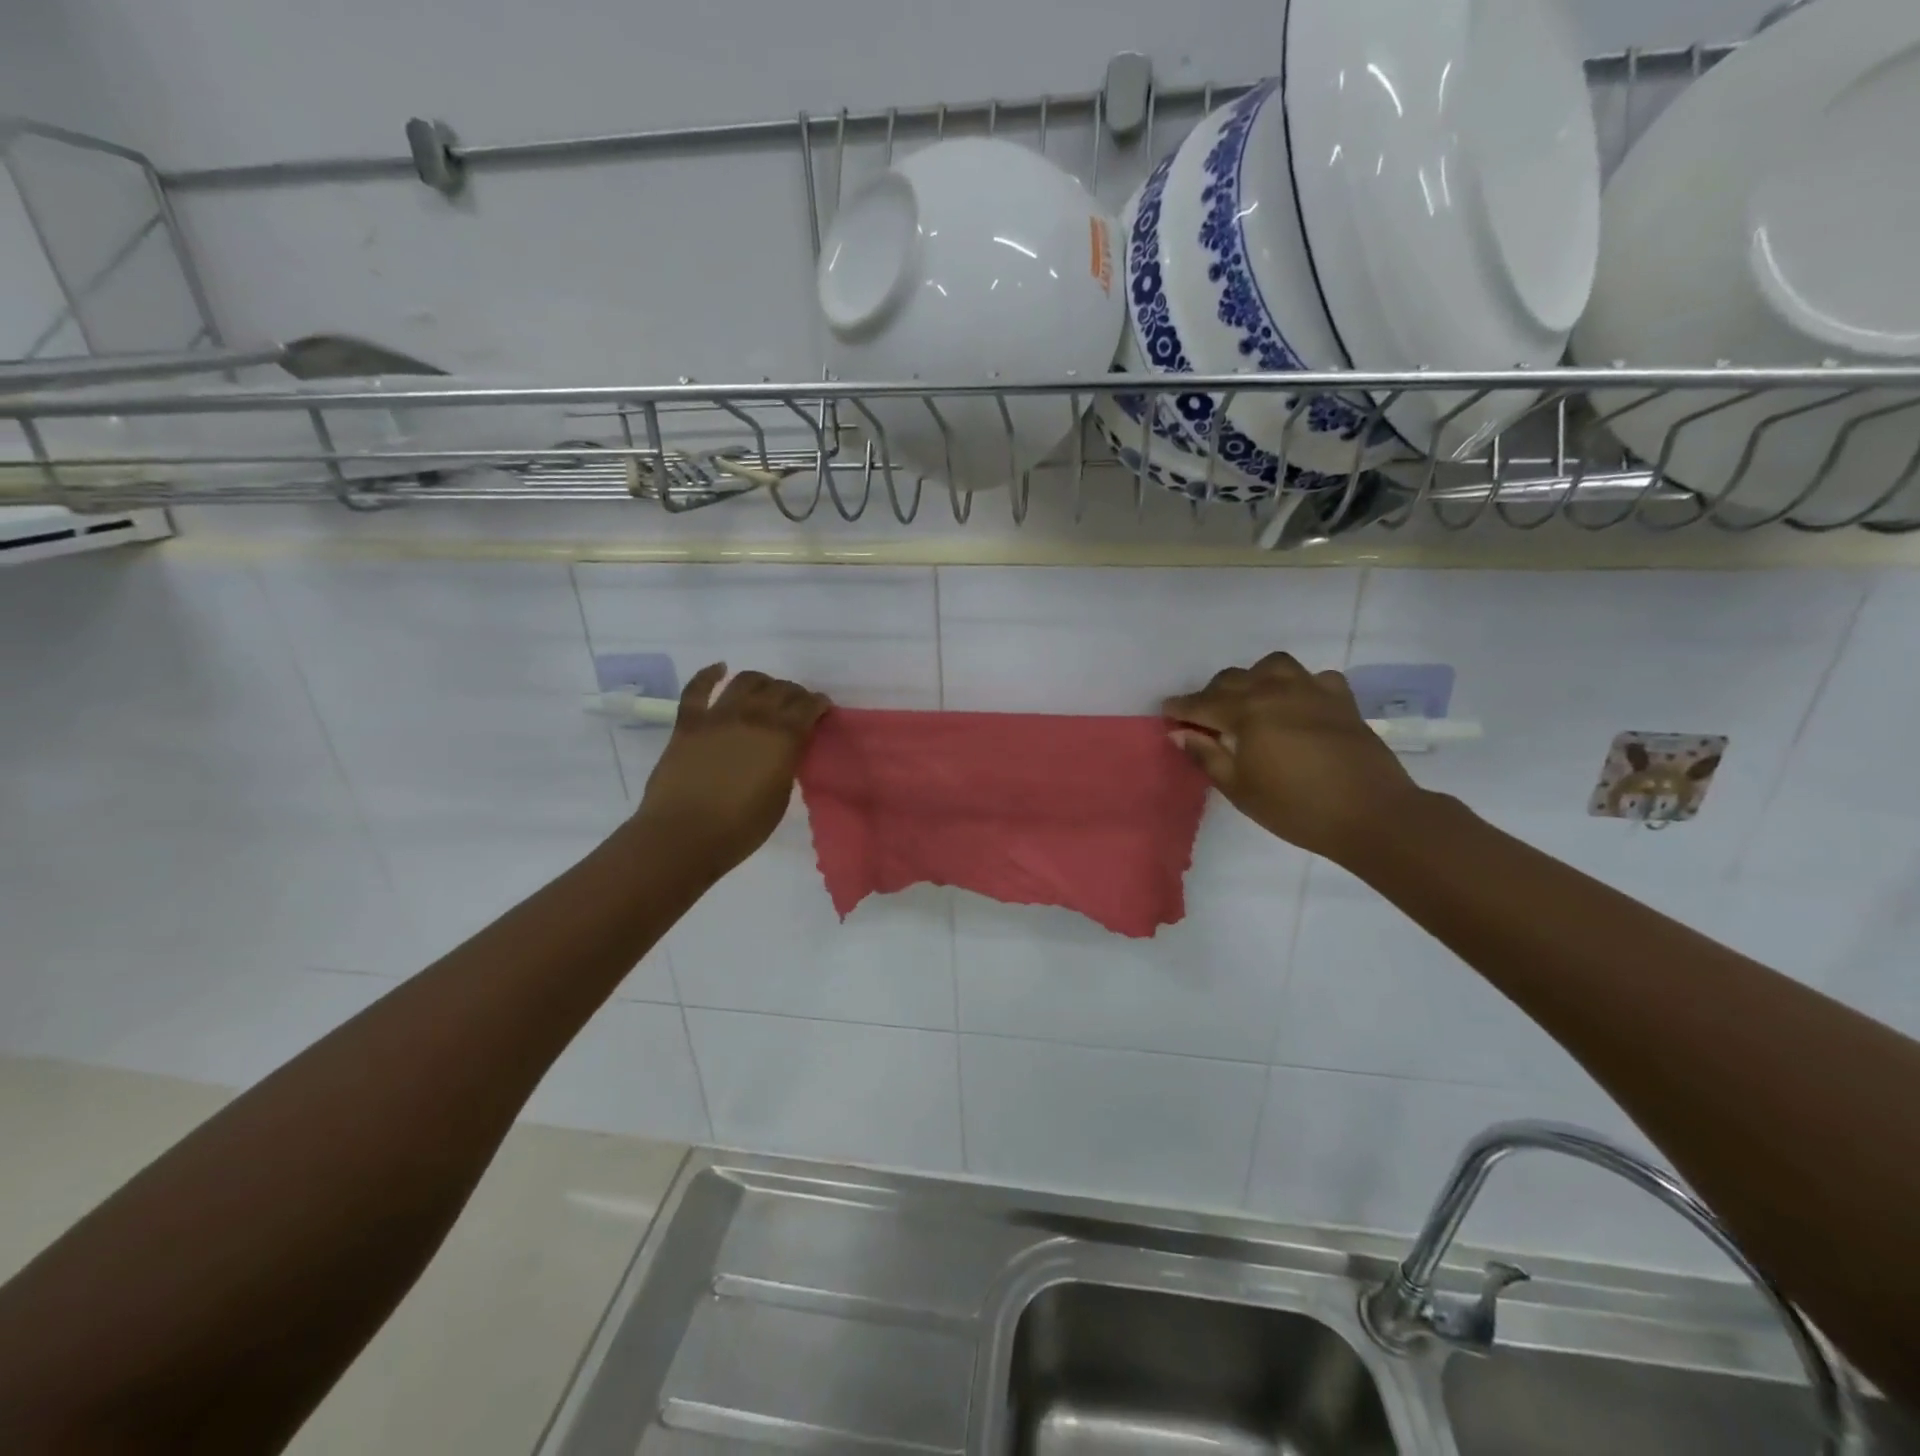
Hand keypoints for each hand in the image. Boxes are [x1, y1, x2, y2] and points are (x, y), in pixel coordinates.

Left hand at [633, 664, 831, 881]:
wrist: (683, 835)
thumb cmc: (741, 827)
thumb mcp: (780, 797)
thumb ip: (786, 764)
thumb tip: (785, 749)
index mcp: (783, 738)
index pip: (808, 706)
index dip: (818, 704)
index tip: (822, 709)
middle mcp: (754, 717)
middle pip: (781, 689)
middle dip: (794, 693)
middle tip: (797, 704)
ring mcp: (718, 716)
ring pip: (746, 680)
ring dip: (762, 681)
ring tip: (765, 690)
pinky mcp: (688, 723)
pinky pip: (697, 689)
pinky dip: (709, 674)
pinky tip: (720, 668)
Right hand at [1163, 653, 1425, 863]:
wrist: (1371, 814)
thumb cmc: (1296, 808)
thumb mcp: (1240, 789)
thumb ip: (1207, 756)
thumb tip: (1181, 733)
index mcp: (1247, 713)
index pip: (1203, 703)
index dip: (1181, 707)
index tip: (1167, 712)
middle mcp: (1276, 691)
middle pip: (1233, 679)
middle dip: (1212, 694)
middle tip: (1204, 718)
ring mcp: (1313, 691)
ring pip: (1273, 666)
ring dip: (1254, 679)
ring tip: (1250, 701)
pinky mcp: (1342, 700)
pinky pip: (1314, 678)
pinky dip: (1298, 686)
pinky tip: (1297, 705)